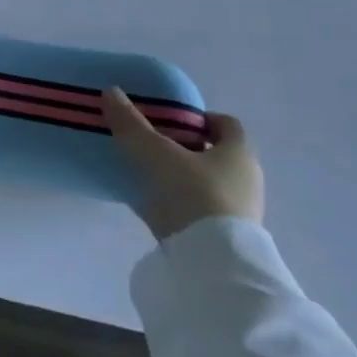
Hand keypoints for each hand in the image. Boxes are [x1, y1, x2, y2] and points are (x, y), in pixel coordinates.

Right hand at [103, 89, 263, 240]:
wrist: (213, 265)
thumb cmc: (193, 195)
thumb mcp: (155, 154)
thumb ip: (131, 124)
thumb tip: (110, 91)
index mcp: (239, 153)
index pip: (227, 124)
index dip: (200, 118)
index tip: (171, 120)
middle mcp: (246, 180)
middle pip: (216, 154)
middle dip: (187, 148)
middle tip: (152, 145)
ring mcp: (239, 213)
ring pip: (208, 184)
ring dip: (183, 178)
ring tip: (148, 177)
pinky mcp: (226, 240)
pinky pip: (200, 212)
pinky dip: (181, 206)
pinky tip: (153, 207)